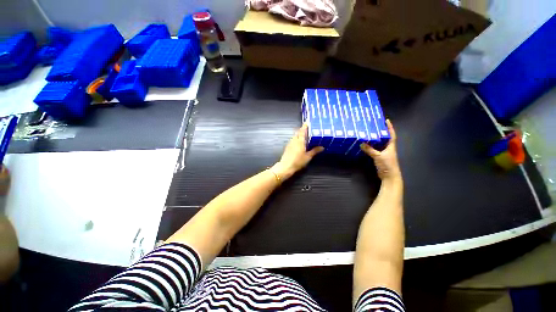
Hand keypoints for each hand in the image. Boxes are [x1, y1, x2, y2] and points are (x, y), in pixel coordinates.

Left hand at [272, 124, 323, 179]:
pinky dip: (296, 139)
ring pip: (295, 136)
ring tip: (305, 136)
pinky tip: (299, 143)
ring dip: (299, 135)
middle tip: (308, 129)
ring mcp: (290, 143)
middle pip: (298, 132)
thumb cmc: (298, 161)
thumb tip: (322, 147)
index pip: (302, 131)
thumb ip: (314, 151)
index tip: (307, 122)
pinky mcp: (287, 147)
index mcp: (300, 141)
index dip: (305, 126)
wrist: (286, 166)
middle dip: (302, 130)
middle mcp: (294, 140)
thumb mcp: (308, 157)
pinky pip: (293, 140)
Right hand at [360, 120, 401, 181]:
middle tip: (374, 126)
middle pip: (385, 138)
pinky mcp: (380, 158)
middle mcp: (388, 148)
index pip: (391, 134)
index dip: (390, 128)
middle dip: (381, 132)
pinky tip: (366, 145)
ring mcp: (384, 153)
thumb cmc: (387, 164)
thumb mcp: (378, 156)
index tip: (386, 121)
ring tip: (368, 134)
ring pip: (379, 144)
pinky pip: (375, 150)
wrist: (389, 176)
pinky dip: (371, 147)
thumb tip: (361, 144)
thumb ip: (370, 150)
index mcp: (391, 146)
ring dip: (375, 140)